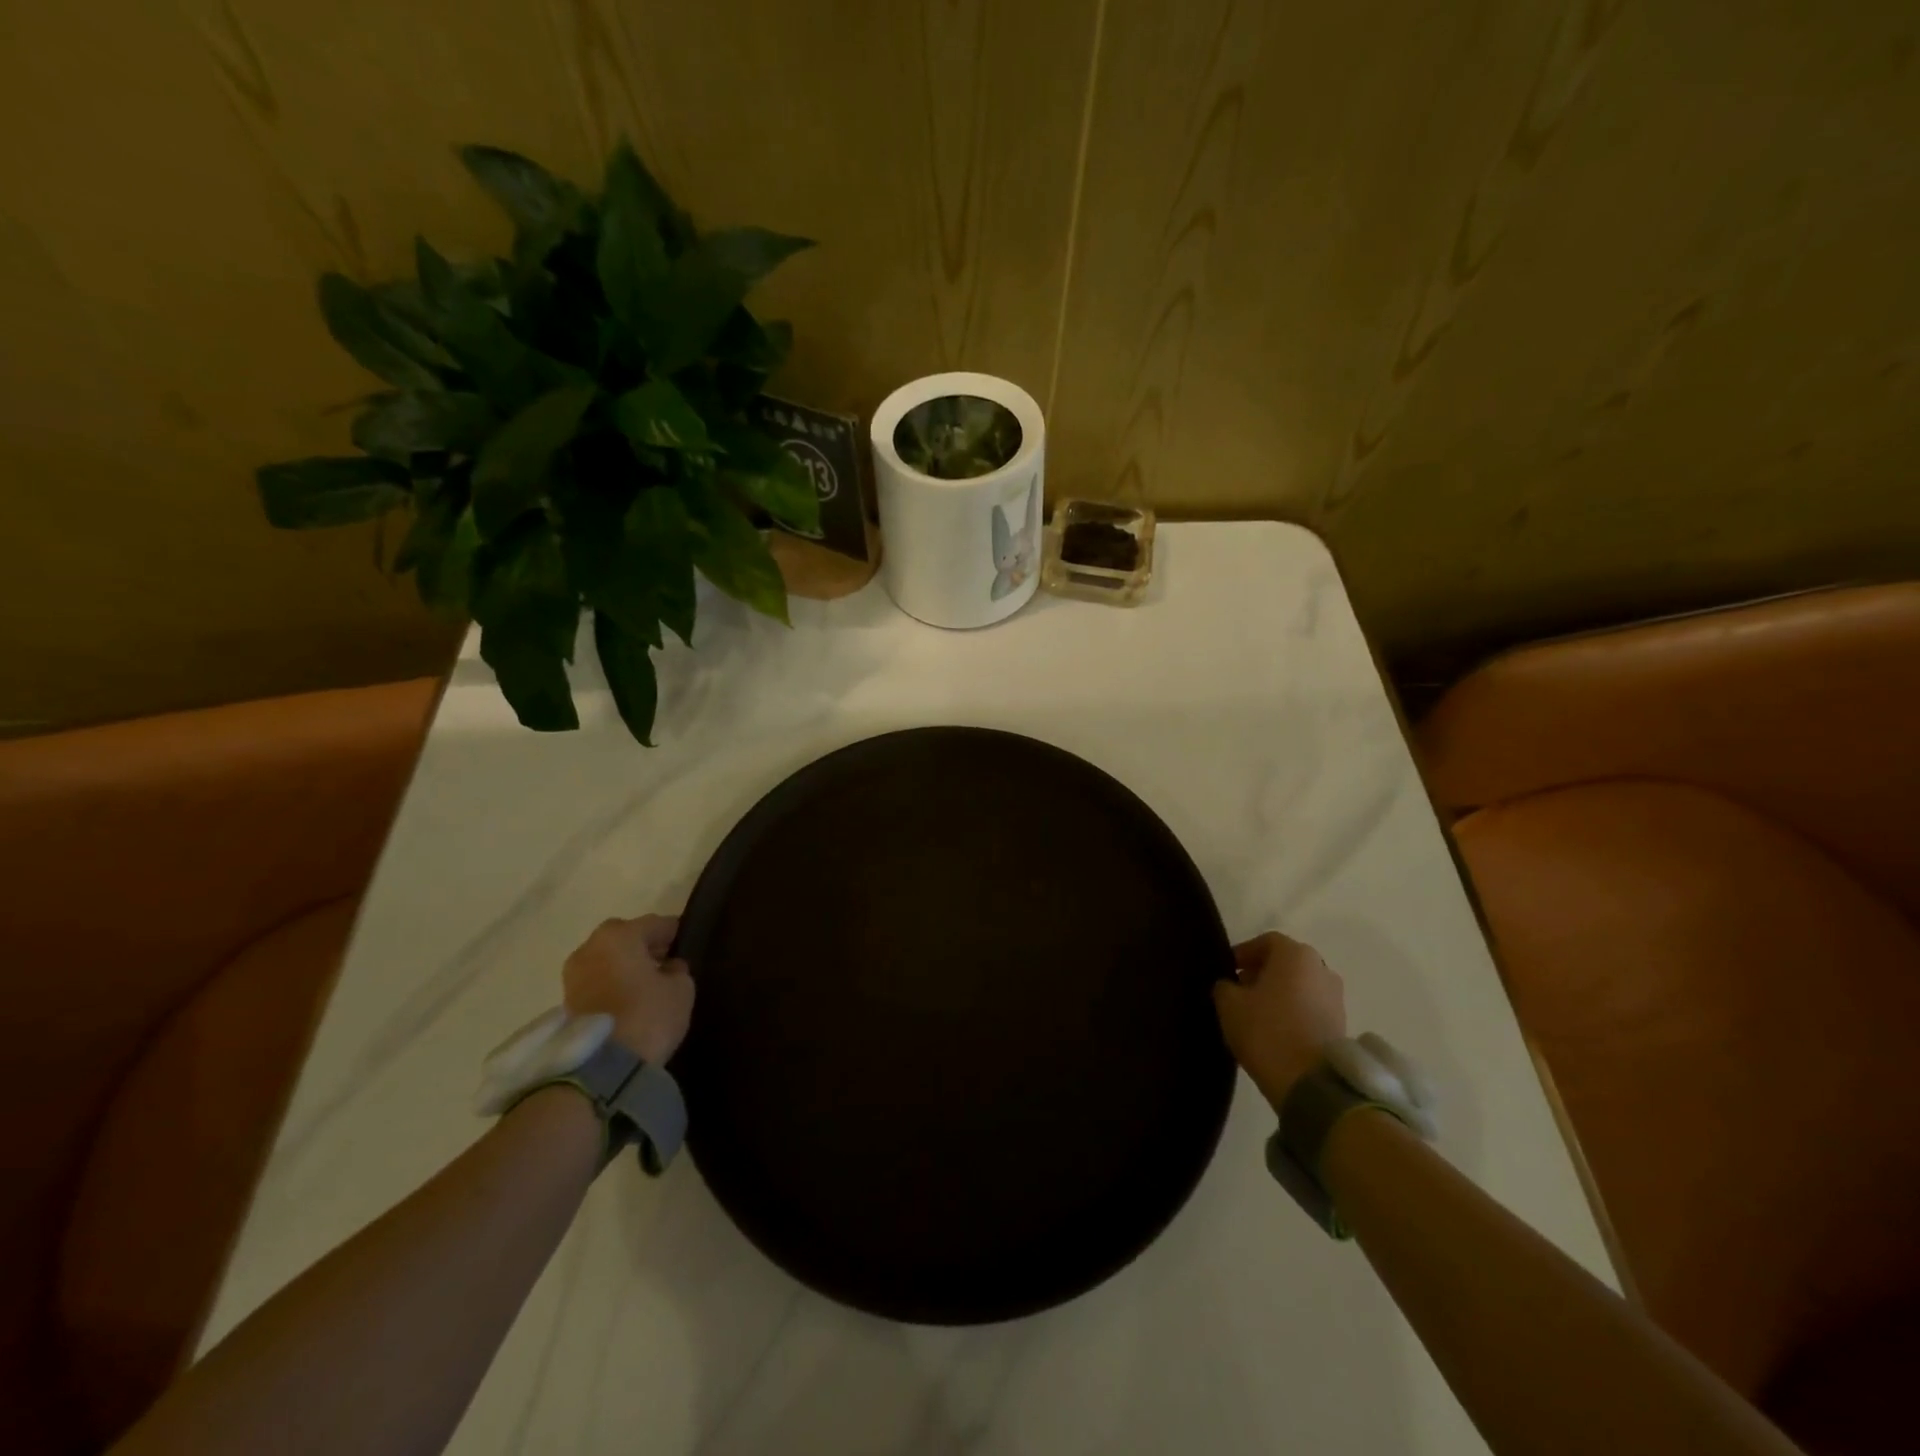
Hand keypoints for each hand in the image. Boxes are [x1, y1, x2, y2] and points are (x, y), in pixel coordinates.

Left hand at [562, 915, 694, 1065]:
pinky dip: (611, 984)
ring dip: (624, 967)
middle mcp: (590, 947)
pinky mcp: (565, 1002)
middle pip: (624, 938)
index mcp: (619, 935)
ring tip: (646, 985)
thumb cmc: (647, 1015)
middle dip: (644, 947)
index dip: (673, 932)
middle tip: (665, 962)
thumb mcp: (681, 989)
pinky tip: (629, 1000)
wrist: (600, 1067)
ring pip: (607, 960)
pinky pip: (597, 981)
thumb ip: (677, 970)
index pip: (655, 924)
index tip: (686, 941)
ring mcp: (573, 975)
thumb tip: (669, 967)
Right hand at [1213, 932, 1346, 1114]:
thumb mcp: (1229, 1005)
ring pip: (1300, 985)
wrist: (1311, 1083)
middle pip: (1286, 962)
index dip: (1244, 953)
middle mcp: (1321, 969)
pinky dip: (1294, 1010)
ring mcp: (1336, 998)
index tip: (1228, 970)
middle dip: (1262, 972)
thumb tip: (1230, 985)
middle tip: (1240, 990)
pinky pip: (1311, 1007)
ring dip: (1279, 992)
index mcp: (1296, 955)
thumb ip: (1225, 986)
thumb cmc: (1267, 1031)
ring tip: (1257, 1013)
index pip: (1266, 941)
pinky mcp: (1341, 1025)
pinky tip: (1276, 1029)